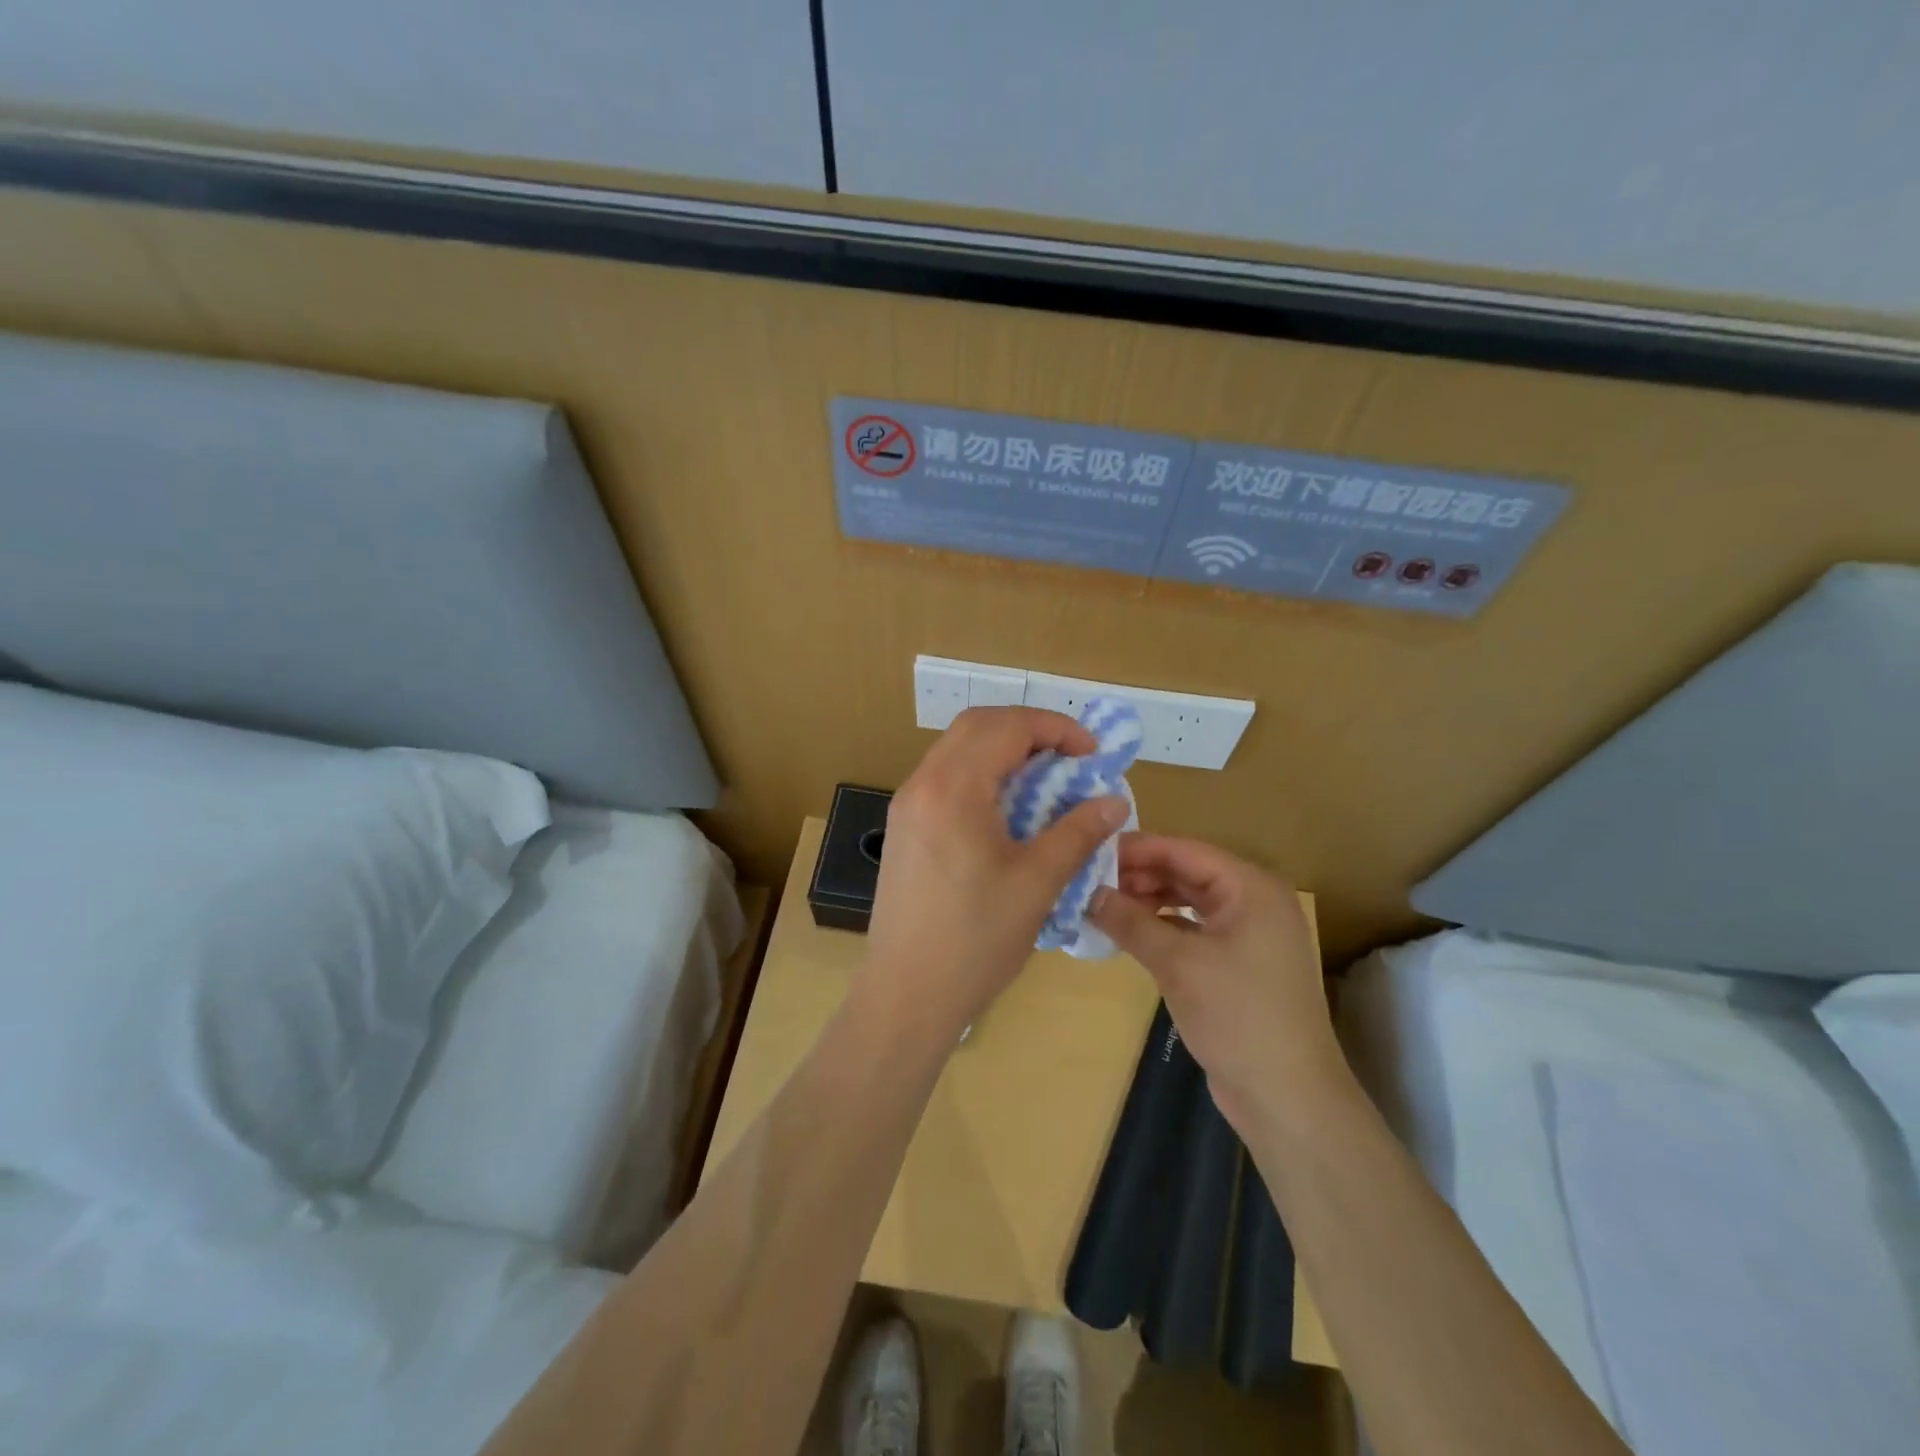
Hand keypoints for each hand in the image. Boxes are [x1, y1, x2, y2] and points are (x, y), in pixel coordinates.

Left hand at [862, 708, 1129, 1037]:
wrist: (906, 994)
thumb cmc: (976, 940)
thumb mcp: (1037, 883)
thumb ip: (1078, 832)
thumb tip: (1114, 802)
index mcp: (953, 788)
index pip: (1006, 726)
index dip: (1055, 728)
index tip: (1092, 753)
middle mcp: (922, 783)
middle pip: (977, 725)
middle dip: (1028, 731)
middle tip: (1069, 759)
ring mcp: (906, 805)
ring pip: (957, 749)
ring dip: (1003, 751)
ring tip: (1044, 783)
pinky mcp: (903, 828)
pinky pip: (945, 778)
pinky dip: (981, 776)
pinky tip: (1007, 812)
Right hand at [1089, 835, 1346, 1134]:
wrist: (1288, 1097)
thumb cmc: (1238, 1016)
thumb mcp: (1177, 963)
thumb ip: (1130, 921)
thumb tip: (1088, 892)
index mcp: (1251, 887)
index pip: (1184, 850)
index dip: (1137, 849)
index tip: (1090, 851)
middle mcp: (1254, 900)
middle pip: (1187, 872)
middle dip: (1140, 874)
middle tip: (1090, 881)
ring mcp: (1249, 933)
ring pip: (1189, 901)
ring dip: (1149, 900)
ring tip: (1103, 905)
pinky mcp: (1240, 963)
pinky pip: (1195, 929)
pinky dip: (1163, 927)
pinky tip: (1130, 933)